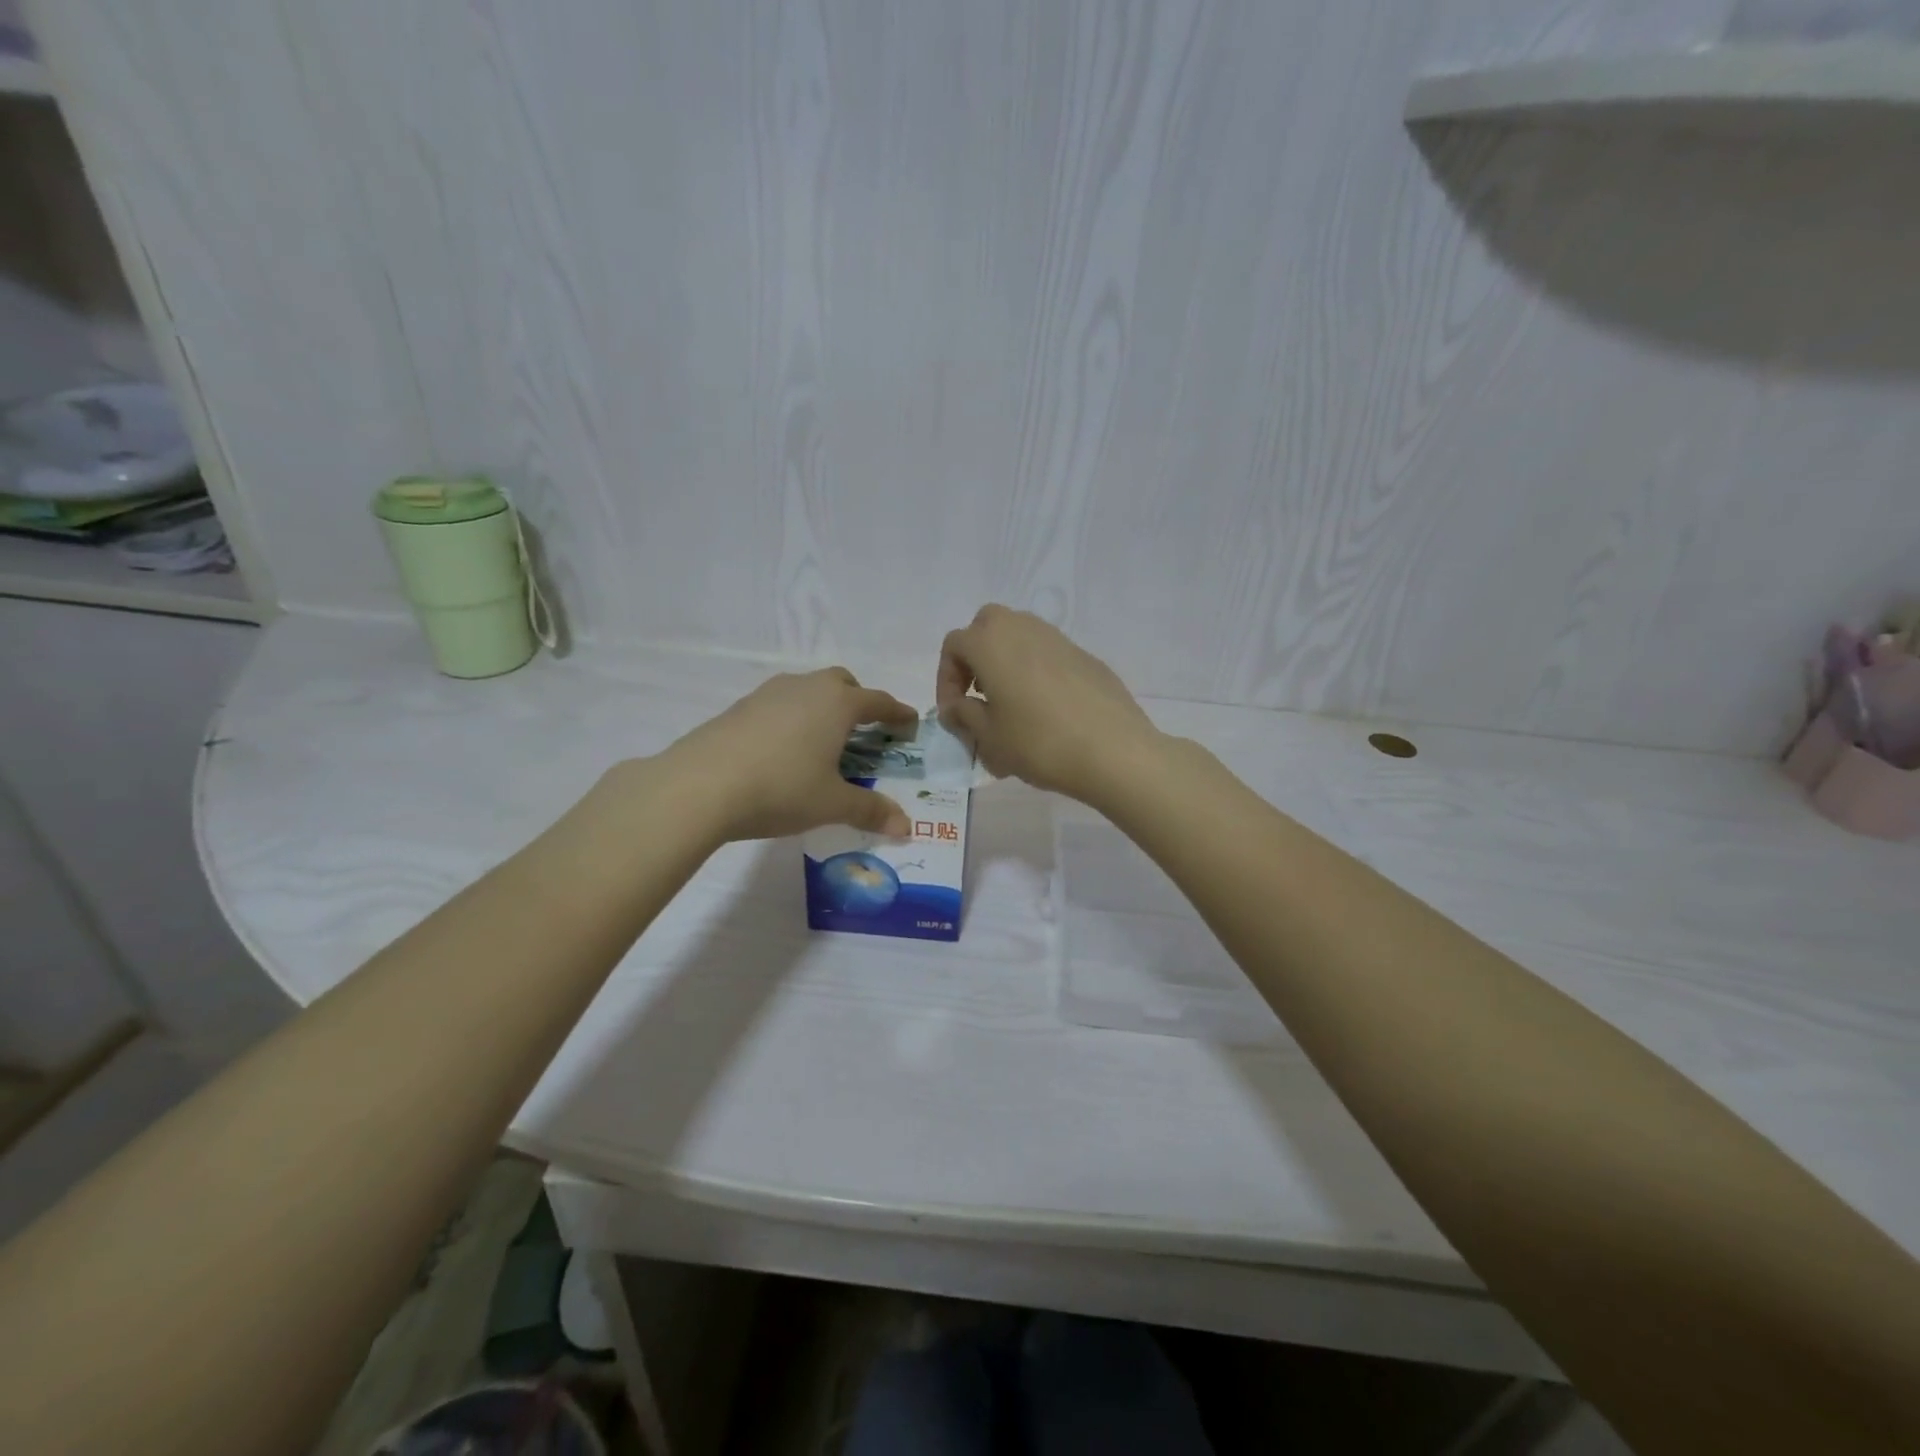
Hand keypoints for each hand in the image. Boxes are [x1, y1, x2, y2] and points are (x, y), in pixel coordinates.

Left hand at [661, 669, 917, 841]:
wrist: (700, 785)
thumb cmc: (781, 788)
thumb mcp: (831, 804)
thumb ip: (870, 810)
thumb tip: (906, 827)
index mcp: (838, 704)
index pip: (878, 702)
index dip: (898, 713)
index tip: (910, 724)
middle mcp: (806, 688)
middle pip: (842, 683)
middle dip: (859, 701)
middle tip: (865, 730)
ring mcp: (769, 694)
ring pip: (808, 690)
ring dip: (823, 707)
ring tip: (823, 741)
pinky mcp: (740, 707)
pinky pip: (780, 704)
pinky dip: (793, 718)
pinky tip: (783, 750)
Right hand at [936, 605, 1162, 805]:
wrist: (1113, 750)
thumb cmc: (1039, 743)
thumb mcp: (988, 738)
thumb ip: (963, 715)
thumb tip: (956, 706)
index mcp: (990, 642)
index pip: (953, 646)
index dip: (945, 680)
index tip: (954, 714)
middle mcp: (1022, 628)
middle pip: (986, 627)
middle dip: (975, 658)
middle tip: (979, 695)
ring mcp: (1057, 638)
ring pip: (1019, 637)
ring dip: (1005, 663)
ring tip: (1010, 705)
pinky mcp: (1085, 655)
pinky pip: (1047, 654)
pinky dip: (1035, 672)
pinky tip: (1047, 711)